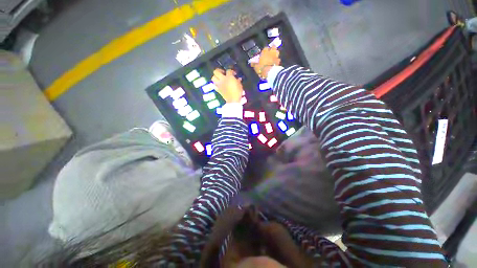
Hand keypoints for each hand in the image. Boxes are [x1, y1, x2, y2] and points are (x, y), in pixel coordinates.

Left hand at [211, 69, 243, 103]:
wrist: (233, 100)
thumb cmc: (237, 92)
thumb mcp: (240, 85)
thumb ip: (238, 81)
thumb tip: (238, 79)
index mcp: (229, 77)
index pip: (228, 70)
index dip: (231, 71)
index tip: (234, 74)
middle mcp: (222, 79)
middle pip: (216, 71)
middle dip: (219, 70)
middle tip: (223, 73)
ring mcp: (219, 84)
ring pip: (213, 78)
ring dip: (216, 77)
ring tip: (219, 78)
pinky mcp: (218, 89)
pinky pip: (214, 85)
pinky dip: (216, 84)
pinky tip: (219, 85)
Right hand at [251, 47, 280, 79]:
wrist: (269, 72)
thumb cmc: (262, 68)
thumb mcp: (256, 67)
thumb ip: (254, 64)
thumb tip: (251, 62)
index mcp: (264, 52)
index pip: (265, 48)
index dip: (265, 50)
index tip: (264, 52)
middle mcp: (271, 52)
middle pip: (273, 47)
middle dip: (272, 49)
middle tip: (271, 52)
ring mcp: (275, 56)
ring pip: (277, 52)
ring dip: (275, 54)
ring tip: (274, 56)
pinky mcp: (278, 61)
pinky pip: (278, 59)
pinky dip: (277, 60)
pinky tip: (276, 62)